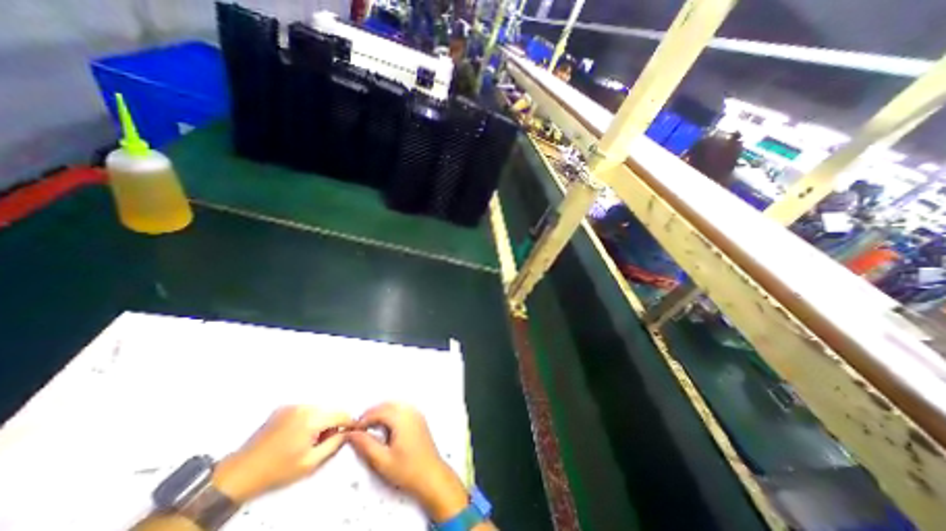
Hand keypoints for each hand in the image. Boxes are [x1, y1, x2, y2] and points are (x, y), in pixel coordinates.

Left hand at [209, 406, 349, 501]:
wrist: (239, 473)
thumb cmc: (277, 470)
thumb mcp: (310, 463)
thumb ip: (334, 444)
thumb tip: (348, 432)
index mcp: (312, 419)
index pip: (341, 414)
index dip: (349, 422)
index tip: (352, 430)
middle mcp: (304, 407)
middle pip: (330, 410)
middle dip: (332, 423)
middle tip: (324, 440)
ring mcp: (292, 405)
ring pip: (318, 409)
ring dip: (320, 420)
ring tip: (309, 439)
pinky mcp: (283, 407)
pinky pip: (305, 409)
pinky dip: (308, 418)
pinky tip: (297, 434)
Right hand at [347, 405, 465, 519]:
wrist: (431, 475)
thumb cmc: (407, 469)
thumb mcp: (382, 460)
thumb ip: (366, 445)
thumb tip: (351, 433)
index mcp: (402, 418)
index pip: (379, 412)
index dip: (364, 419)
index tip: (352, 429)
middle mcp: (410, 411)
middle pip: (387, 405)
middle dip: (372, 413)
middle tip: (359, 428)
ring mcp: (416, 413)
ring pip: (394, 405)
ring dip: (381, 412)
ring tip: (369, 427)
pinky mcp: (419, 418)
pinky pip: (402, 409)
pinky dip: (390, 413)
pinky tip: (384, 426)